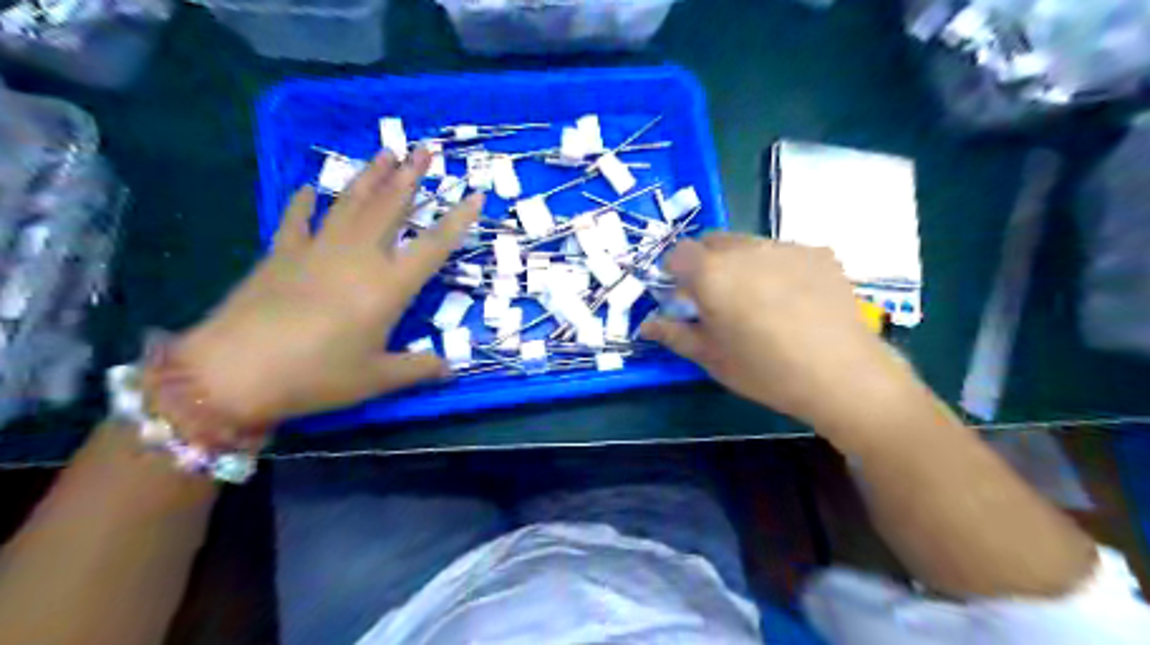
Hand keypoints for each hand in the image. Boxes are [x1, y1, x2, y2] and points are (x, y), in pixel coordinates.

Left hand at [173, 148, 479, 427]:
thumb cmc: (317, 375)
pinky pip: (296, 220)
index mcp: (389, 285)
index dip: (458, 220)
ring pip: (351, 204)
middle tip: (424, 149)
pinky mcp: (280, 254)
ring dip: (370, 176)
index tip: (475, 195)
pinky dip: (302, 203)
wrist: (235, 371)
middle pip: (390, 208)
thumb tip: (451, 370)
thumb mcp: (376, 378)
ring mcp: (317, 250)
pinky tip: (307, 188)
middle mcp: (359, 257)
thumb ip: (418, 368)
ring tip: (385, 152)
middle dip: (411, 177)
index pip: (434, 245)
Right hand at [644, 235, 922, 432]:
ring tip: (759, 301)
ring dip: (741, 264)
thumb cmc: (766, 371)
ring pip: (748, 245)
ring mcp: (785, 247)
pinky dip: (776, 267)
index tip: (683, 296)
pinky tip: (793, 300)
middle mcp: (745, 249)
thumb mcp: (712, 358)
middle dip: (706, 264)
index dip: (674, 272)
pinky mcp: (818, 253)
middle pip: (712, 242)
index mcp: (712, 273)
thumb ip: (675, 335)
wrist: (843, 375)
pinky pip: (783, 252)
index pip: (678, 253)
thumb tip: (647, 326)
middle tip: (718, 300)